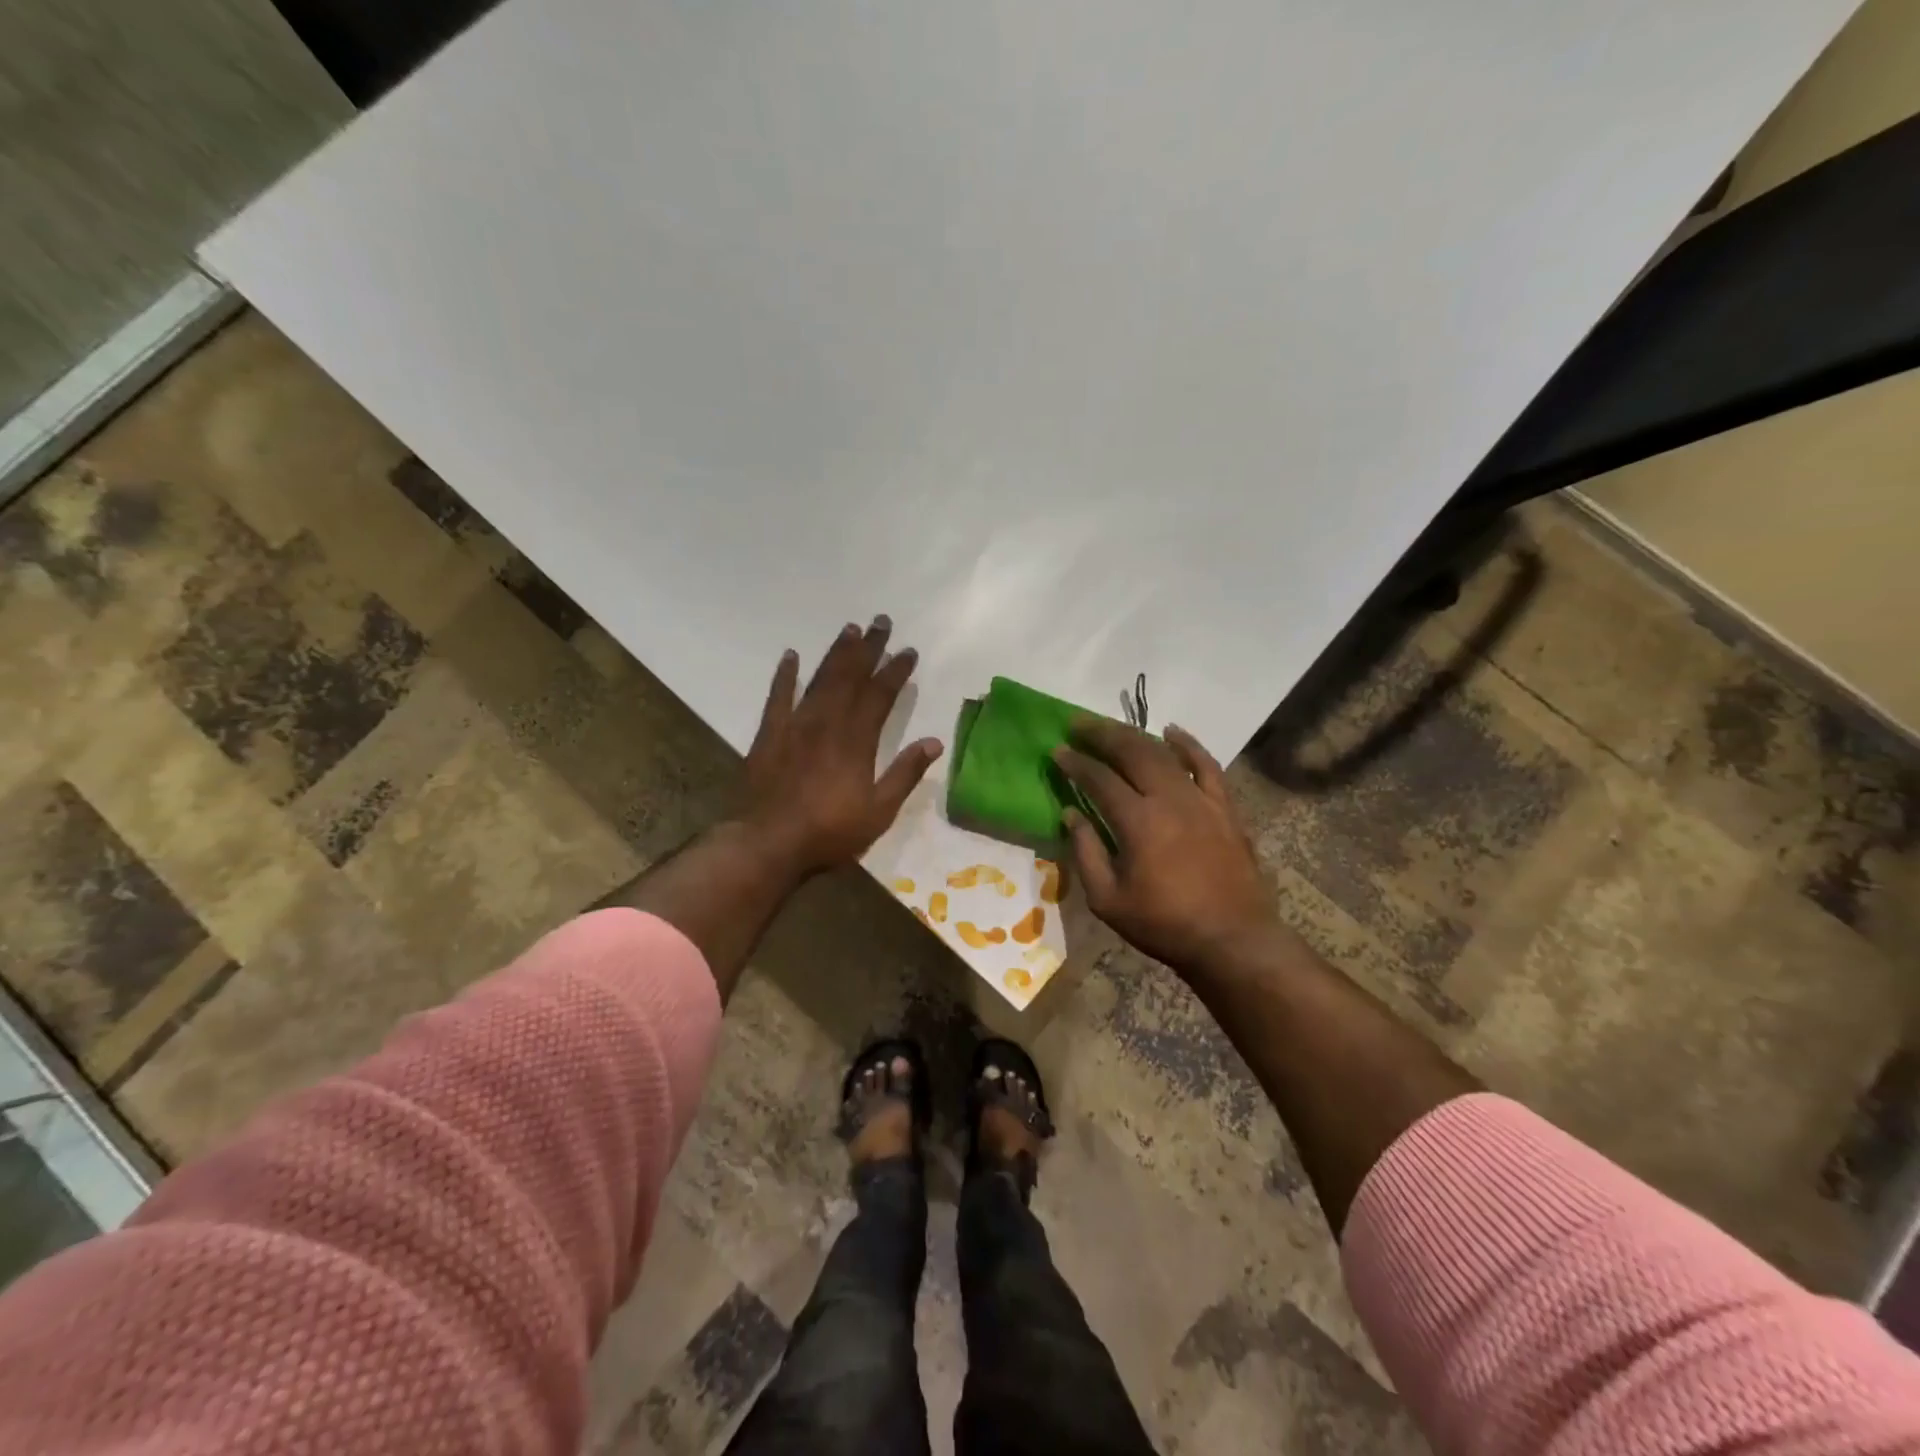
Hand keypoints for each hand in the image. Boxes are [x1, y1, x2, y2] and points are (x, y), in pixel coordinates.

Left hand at [744, 616, 942, 875]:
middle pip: (850, 677)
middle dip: (868, 648)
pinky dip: (785, 675)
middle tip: (880, 622)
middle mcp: (827, 722)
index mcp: (856, 740)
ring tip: (849, 629)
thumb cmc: (830, 832)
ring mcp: (795, 725)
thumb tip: (934, 742)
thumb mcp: (879, 811)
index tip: (908, 651)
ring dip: (836, 653)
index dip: (895, 671)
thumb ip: (905, 774)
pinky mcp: (769, 735)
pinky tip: (791, 655)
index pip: (880, 695)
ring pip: (820, 680)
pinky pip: (777, 697)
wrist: (769, 843)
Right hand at [1054, 720, 1276, 974]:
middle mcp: (1169, 798)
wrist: (1232, 939)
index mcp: (1138, 821)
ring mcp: (1201, 799)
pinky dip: (1188, 744)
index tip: (1058, 750)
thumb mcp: (1108, 900)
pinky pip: (1207, 764)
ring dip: (1135, 735)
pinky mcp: (1224, 806)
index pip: (1099, 779)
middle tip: (1078, 724)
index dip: (1075, 762)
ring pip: (1164, 753)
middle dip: (1101, 734)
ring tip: (1113, 727)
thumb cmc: (1164, 924)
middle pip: (1132, 752)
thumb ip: (1086, 852)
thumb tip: (1071, 813)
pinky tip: (1172, 731)